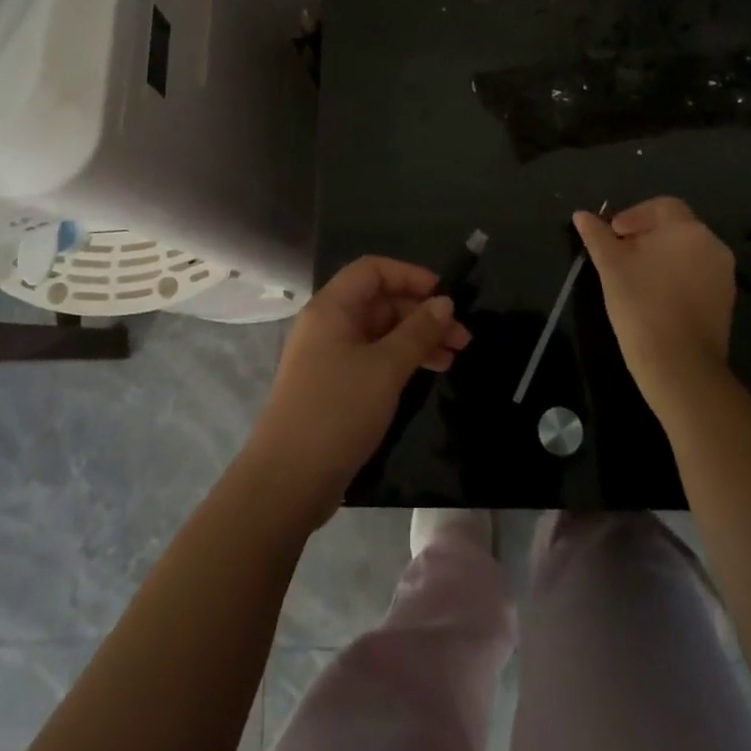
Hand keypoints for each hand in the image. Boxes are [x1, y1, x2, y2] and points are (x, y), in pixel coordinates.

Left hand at [242, 256, 472, 529]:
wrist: (288, 480)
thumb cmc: (338, 411)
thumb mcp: (386, 368)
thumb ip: (418, 332)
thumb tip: (444, 303)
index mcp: (332, 307)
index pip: (373, 270)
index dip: (410, 276)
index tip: (445, 295)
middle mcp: (328, 324)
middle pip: (379, 302)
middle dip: (421, 313)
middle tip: (462, 336)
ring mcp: (329, 356)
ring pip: (379, 332)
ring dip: (416, 339)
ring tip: (454, 357)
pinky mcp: (333, 386)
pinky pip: (372, 358)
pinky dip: (400, 360)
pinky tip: (427, 374)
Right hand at [574, 197, 737, 416]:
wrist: (680, 366)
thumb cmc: (641, 304)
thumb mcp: (610, 265)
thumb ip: (597, 235)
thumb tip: (581, 215)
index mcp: (688, 229)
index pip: (661, 206)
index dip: (633, 215)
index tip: (613, 235)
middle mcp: (712, 245)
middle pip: (675, 228)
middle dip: (646, 236)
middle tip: (620, 255)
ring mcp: (723, 275)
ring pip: (686, 252)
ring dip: (661, 256)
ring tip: (634, 277)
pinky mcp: (725, 302)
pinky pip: (697, 276)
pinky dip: (676, 277)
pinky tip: (655, 297)